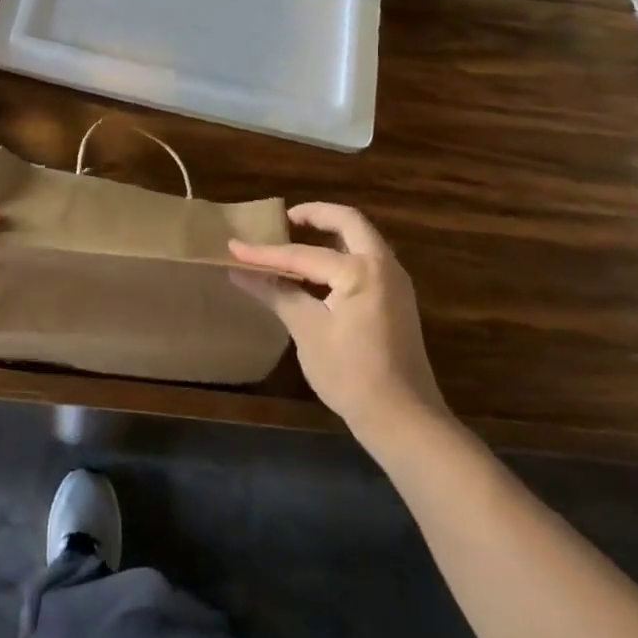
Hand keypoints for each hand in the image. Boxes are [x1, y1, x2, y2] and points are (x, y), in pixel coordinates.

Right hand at [229, 204, 445, 437]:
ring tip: (297, 239)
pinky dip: (342, 255)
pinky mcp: (397, 303)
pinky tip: (318, 273)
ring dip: (332, 233)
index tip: (233, 247)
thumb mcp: (307, 330)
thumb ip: (275, 292)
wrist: (404, 421)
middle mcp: (383, 266)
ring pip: (362, 240)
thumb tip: (238, 271)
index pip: (302, 255)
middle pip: (349, 223)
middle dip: (316, 215)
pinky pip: (367, 262)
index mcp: (361, 270)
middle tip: (285, 219)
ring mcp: (395, 284)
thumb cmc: (351, 373)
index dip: (265, 253)